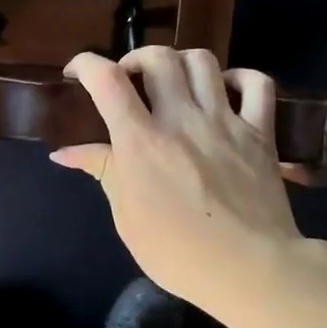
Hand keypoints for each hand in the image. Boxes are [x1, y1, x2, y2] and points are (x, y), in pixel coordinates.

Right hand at [53, 47, 302, 314]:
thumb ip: (103, 172)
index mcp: (142, 142)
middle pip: (158, 58)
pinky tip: (225, 89)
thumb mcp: (127, 217)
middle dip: (135, 59)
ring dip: (180, 62)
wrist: (250, 269)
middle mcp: (182, 119)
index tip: (77, 73)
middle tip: (129, 81)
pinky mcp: (261, 132)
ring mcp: (226, 121)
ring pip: (203, 60)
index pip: (108, 81)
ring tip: (173, 83)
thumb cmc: (177, 253)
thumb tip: (65, 153)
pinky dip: (240, 77)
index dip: (86, 64)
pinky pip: (258, 84)